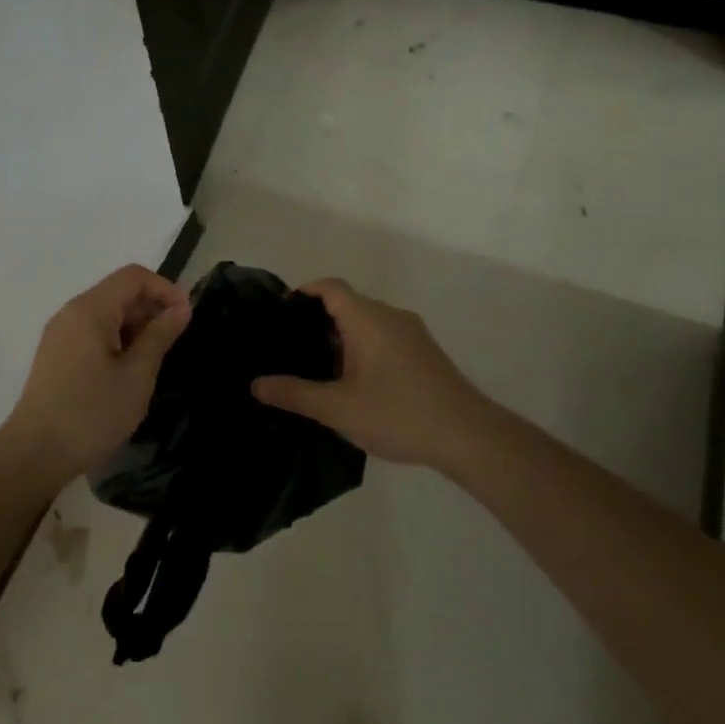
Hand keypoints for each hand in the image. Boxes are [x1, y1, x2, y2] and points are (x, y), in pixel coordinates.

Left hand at [4, 264, 191, 480]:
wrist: (34, 455)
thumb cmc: (91, 414)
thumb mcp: (136, 375)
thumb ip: (159, 336)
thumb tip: (181, 309)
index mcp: (90, 309)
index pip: (133, 277)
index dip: (165, 289)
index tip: (186, 317)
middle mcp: (72, 313)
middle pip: (119, 292)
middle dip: (151, 308)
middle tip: (174, 342)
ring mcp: (61, 334)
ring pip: (107, 314)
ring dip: (136, 327)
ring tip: (155, 360)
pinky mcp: (57, 355)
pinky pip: (93, 333)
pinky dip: (117, 341)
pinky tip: (129, 371)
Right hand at [252, 278, 494, 467]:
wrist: (468, 436)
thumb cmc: (398, 413)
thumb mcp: (338, 408)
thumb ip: (295, 393)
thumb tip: (256, 385)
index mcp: (367, 318)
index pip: (330, 287)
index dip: (303, 292)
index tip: (280, 314)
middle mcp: (390, 316)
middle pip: (347, 303)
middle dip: (317, 320)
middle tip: (290, 347)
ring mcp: (411, 333)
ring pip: (367, 322)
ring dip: (341, 337)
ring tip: (316, 367)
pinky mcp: (424, 352)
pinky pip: (384, 337)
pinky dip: (362, 347)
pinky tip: (353, 382)